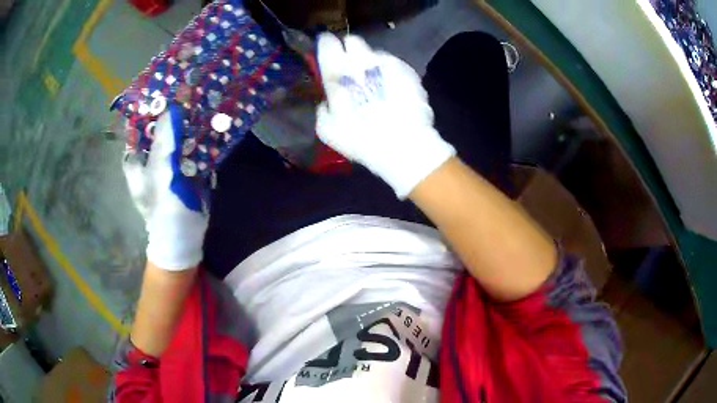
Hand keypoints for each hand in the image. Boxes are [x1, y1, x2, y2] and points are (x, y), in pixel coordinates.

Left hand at [122, 107, 207, 269]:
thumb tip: (172, 108)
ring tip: (202, 104)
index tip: (165, 92)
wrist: (183, 234)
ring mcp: (168, 164)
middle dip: (173, 114)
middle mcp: (150, 158)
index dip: (149, 109)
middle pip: (160, 129)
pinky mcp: (185, 170)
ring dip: (188, 124)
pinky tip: (209, 126)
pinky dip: (198, 138)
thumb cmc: (163, 204)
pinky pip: (190, 148)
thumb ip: (165, 140)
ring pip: (177, 137)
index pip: (139, 126)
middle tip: (189, 94)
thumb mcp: (160, 170)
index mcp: (137, 158)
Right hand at [315, 33, 454, 197]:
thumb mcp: (327, 129)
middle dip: (351, 50)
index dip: (327, 45)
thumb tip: (327, 101)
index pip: (328, 44)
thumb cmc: (361, 139)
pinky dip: (391, 74)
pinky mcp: (408, 70)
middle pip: (353, 41)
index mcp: (338, 71)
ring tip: (377, 84)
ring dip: (372, 64)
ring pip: (375, 53)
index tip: (328, 51)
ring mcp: (388, 63)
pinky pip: (394, 65)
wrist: (403, 145)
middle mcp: (362, 60)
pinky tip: (394, 91)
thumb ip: (323, 108)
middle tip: (353, 68)